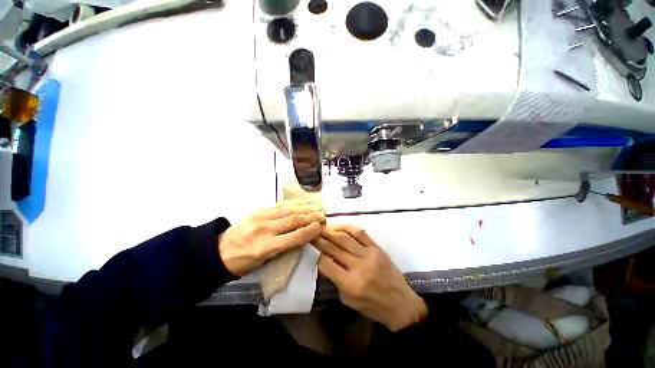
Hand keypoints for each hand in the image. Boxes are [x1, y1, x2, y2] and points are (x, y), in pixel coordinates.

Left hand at [219, 200, 324, 275]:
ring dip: (305, 207)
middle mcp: (265, 230)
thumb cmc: (243, 262)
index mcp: (266, 247)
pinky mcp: (258, 210)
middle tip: (323, 213)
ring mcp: (260, 217)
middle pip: (293, 220)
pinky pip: (279, 205)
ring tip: (316, 205)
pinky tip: (301, 202)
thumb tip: (303, 236)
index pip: (294, 237)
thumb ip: (284, 247)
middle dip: (311, 216)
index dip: (310, 231)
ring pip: (288, 210)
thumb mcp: (264, 262)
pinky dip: (293, 203)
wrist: (219, 251)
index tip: (321, 227)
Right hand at [312, 225, 427, 331]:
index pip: (326, 263)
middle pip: (333, 248)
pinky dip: (347, 227)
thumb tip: (324, 260)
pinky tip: (339, 226)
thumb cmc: (372, 306)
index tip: (312, 248)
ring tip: (322, 228)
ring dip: (331, 231)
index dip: (317, 255)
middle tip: (311, 232)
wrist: (400, 304)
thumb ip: (335, 279)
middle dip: (320, 239)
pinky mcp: (377, 248)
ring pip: (345, 238)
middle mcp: (358, 267)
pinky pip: (360, 233)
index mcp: (350, 284)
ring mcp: (369, 255)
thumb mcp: (348, 300)